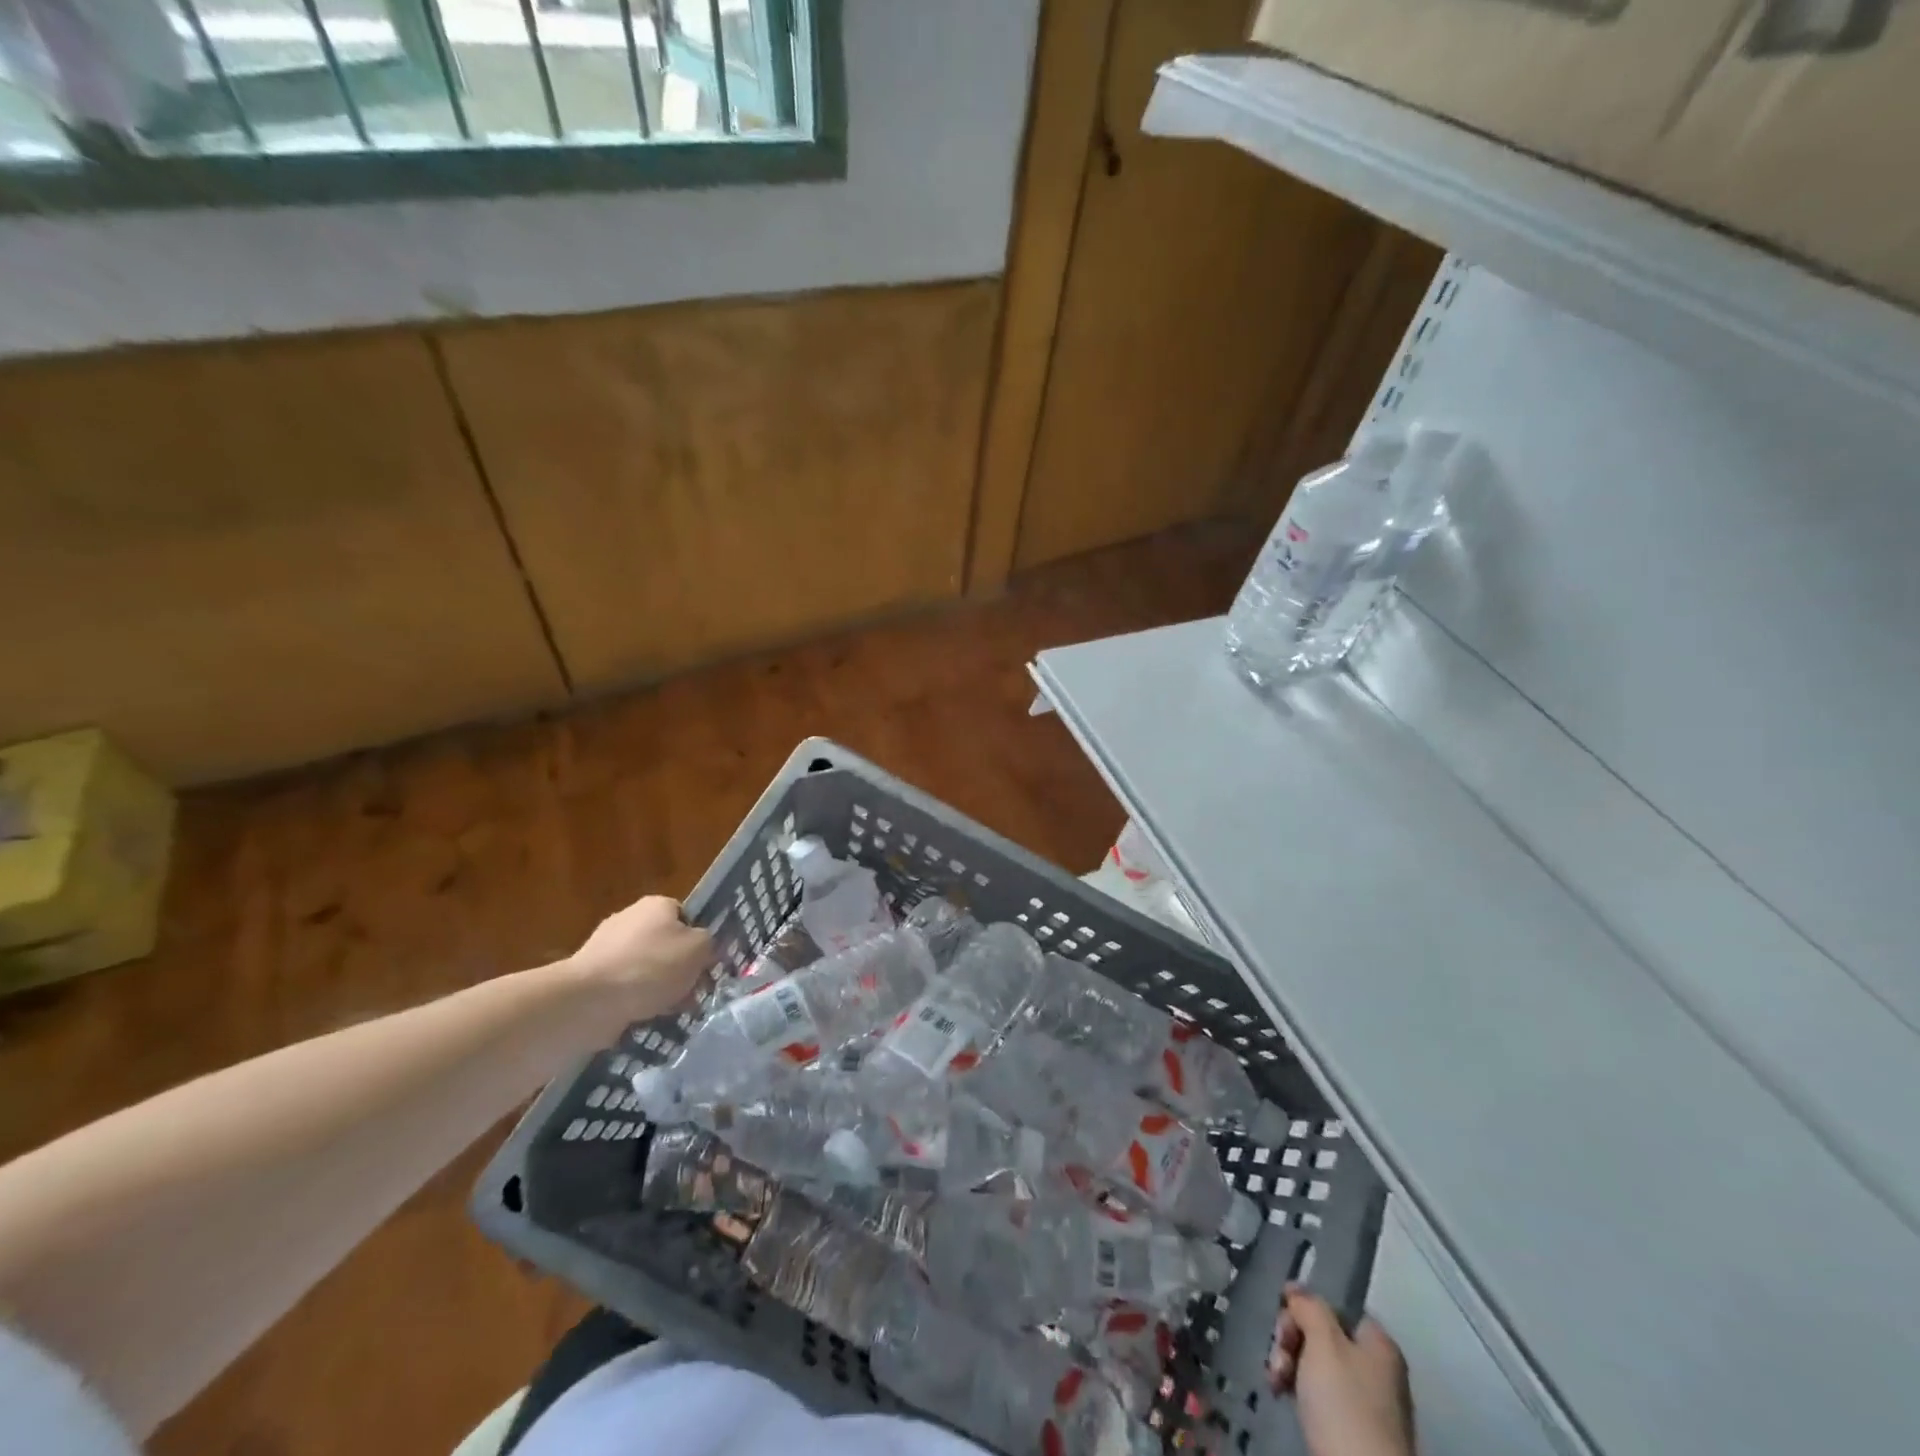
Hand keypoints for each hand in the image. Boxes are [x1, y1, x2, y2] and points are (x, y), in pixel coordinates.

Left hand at [567, 895, 714, 1025]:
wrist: (590, 1000)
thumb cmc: (652, 966)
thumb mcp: (699, 949)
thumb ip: (709, 944)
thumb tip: (704, 949)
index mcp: (656, 905)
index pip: (687, 918)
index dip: (700, 942)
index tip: (707, 967)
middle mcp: (630, 919)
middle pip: (666, 945)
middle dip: (680, 970)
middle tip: (692, 993)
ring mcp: (606, 948)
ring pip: (646, 970)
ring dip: (659, 990)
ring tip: (670, 1012)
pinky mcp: (591, 978)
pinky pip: (624, 989)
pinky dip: (635, 1002)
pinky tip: (644, 1018)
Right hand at [1269, 1284, 1413, 1455]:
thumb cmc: (1345, 1406)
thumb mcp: (1323, 1343)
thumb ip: (1309, 1307)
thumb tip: (1296, 1289)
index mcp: (1379, 1344)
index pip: (1336, 1306)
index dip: (1305, 1307)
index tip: (1283, 1320)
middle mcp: (1377, 1369)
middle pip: (1323, 1334)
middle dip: (1292, 1339)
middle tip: (1280, 1355)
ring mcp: (1367, 1403)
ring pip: (1316, 1365)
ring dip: (1289, 1365)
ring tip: (1276, 1382)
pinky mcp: (1353, 1431)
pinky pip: (1319, 1395)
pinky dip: (1298, 1391)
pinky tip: (1282, 1395)